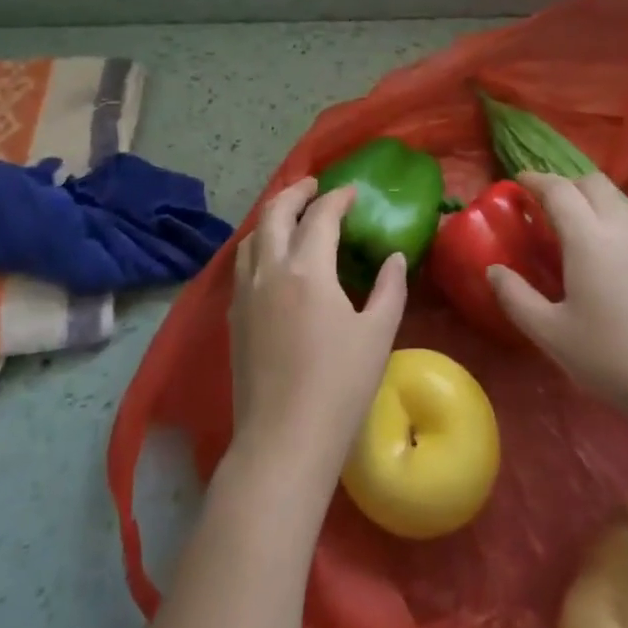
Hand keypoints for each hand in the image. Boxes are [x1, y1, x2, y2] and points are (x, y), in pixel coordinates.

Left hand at [228, 178, 407, 491]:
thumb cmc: (339, 387)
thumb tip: (393, 257)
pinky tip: (272, 259)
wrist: (282, 441)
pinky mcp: (234, 317)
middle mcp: (270, 270)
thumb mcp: (377, 335)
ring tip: (292, 215)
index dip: (337, 198)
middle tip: (315, 186)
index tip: (352, 192)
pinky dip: (259, 245)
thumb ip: (389, 288)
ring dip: (272, 217)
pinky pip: (243, 264)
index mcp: (307, 269)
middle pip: (274, 213)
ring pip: (252, 237)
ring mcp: (246, 293)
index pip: (320, 216)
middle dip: (295, 193)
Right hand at [489, 172, 627, 426]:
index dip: (536, 180)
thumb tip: (493, 270)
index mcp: (589, 238)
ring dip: (596, 201)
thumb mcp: (552, 335)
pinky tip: (616, 259)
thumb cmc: (613, 359)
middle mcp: (624, 228)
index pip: (559, 190)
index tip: (519, 181)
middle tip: (548, 204)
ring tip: (579, 228)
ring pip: (622, 202)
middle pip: (595, 183)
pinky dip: (619, 223)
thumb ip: (516, 298)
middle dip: (567, 184)